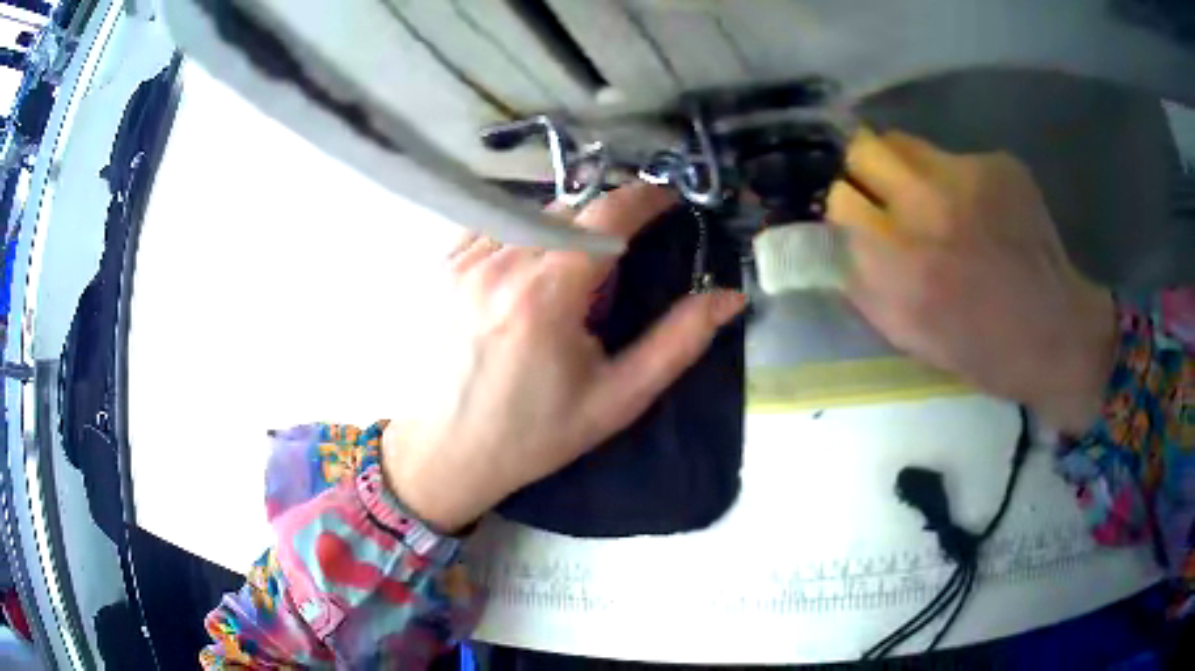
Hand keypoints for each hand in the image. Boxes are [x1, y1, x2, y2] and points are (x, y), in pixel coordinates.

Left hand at [382, 184, 746, 531]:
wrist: (447, 452)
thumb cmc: (535, 433)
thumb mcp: (617, 398)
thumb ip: (678, 342)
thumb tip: (729, 297)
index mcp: (545, 296)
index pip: (606, 216)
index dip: (645, 198)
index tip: (669, 199)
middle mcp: (499, 265)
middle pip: (571, 210)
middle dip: (607, 221)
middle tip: (621, 258)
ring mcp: (463, 261)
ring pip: (532, 212)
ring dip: (565, 226)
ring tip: (572, 271)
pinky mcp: (442, 266)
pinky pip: (494, 223)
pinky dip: (524, 231)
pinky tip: (528, 268)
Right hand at [827, 128, 1115, 433]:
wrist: (1059, 334)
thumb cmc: (985, 352)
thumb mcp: (912, 338)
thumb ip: (867, 288)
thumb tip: (840, 243)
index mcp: (904, 264)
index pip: (840, 201)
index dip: (846, 211)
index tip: (860, 223)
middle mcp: (930, 208)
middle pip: (864, 151)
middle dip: (866, 174)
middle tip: (886, 198)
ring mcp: (968, 177)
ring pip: (904, 143)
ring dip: (905, 168)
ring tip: (931, 199)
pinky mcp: (999, 164)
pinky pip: (952, 155)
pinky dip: (954, 179)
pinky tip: (980, 211)